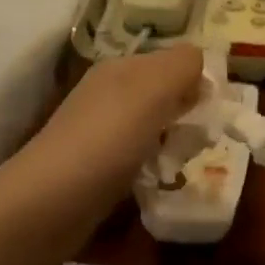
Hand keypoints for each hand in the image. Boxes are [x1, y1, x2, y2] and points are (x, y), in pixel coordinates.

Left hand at [0, 45, 204, 254]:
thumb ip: (182, 66)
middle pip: (166, 95)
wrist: (49, 203)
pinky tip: (160, 181)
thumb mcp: (151, 90)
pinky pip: (142, 157)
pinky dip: (157, 167)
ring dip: (176, 143)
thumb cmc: (107, 141)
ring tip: (181, 163)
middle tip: (200, 139)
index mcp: (121, 69)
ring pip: (156, 128)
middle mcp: (110, 94)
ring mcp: (102, 132)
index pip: (173, 61)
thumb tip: (203, 61)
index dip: (198, 81)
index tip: (215, 109)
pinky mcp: (100, 167)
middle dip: (190, 114)